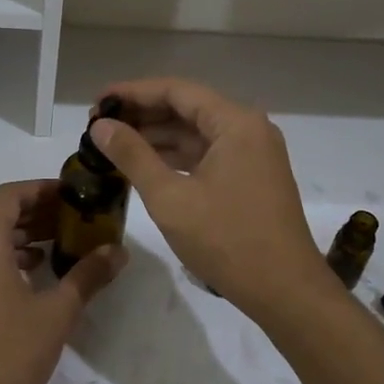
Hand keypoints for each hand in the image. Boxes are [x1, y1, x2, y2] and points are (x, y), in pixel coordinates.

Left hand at [0, 180, 125, 383]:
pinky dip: (8, 258)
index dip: (41, 189)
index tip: (72, 194)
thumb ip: (88, 275)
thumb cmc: (9, 352)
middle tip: (75, 218)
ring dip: (24, 236)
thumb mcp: (57, 312)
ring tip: (61, 245)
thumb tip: (118, 251)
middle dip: (37, 212)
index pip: (10, 195)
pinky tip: (36, 275)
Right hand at [88, 79, 334, 320]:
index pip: (176, 91)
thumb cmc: (227, 241)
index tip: (97, 102)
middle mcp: (248, 129)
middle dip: (142, 114)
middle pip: (187, 108)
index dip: (132, 92)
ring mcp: (253, 154)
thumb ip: (133, 156)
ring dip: (157, 136)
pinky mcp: (251, 178)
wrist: (286, 292)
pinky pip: (208, 154)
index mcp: (235, 123)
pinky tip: (145, 165)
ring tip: (113, 144)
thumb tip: (100, 126)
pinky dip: (176, 157)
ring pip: (197, 133)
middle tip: (99, 125)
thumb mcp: (170, 198)